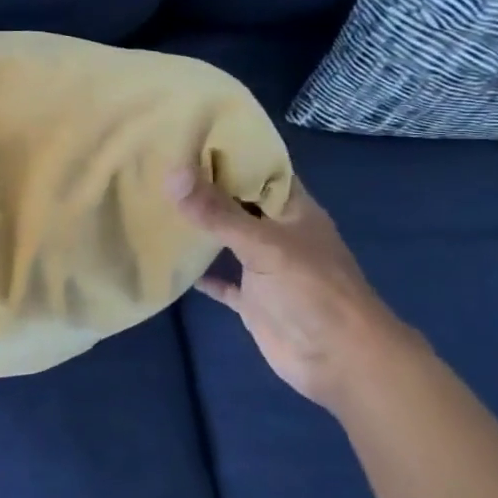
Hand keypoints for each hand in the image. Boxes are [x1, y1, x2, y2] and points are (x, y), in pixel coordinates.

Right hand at [168, 168, 423, 409]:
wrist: (340, 360)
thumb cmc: (312, 290)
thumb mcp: (263, 244)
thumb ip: (216, 212)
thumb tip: (170, 174)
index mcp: (294, 211)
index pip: (260, 170)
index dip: (229, 153)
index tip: (186, 136)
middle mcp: (279, 233)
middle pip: (239, 203)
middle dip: (206, 188)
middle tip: (159, 166)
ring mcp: (266, 268)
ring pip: (228, 240)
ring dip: (200, 228)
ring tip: (157, 204)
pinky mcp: (253, 300)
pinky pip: (222, 282)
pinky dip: (201, 274)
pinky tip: (170, 261)